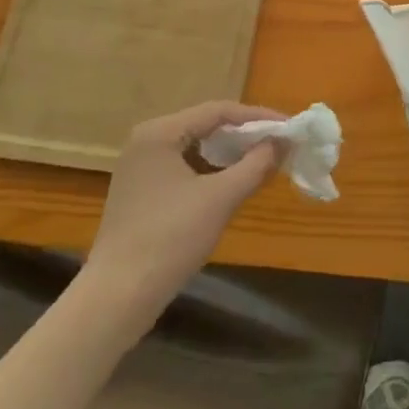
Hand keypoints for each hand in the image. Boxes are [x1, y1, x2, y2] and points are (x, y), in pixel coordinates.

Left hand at [85, 101, 283, 326]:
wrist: (118, 296)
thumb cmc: (170, 238)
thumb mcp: (221, 198)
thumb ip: (256, 164)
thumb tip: (282, 141)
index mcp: (160, 132)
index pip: (218, 111)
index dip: (258, 117)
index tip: (289, 127)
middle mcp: (147, 140)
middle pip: (206, 126)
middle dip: (245, 135)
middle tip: (279, 144)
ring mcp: (141, 166)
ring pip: (196, 148)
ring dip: (230, 154)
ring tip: (263, 163)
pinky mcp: (141, 191)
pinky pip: (185, 167)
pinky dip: (212, 171)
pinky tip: (234, 184)